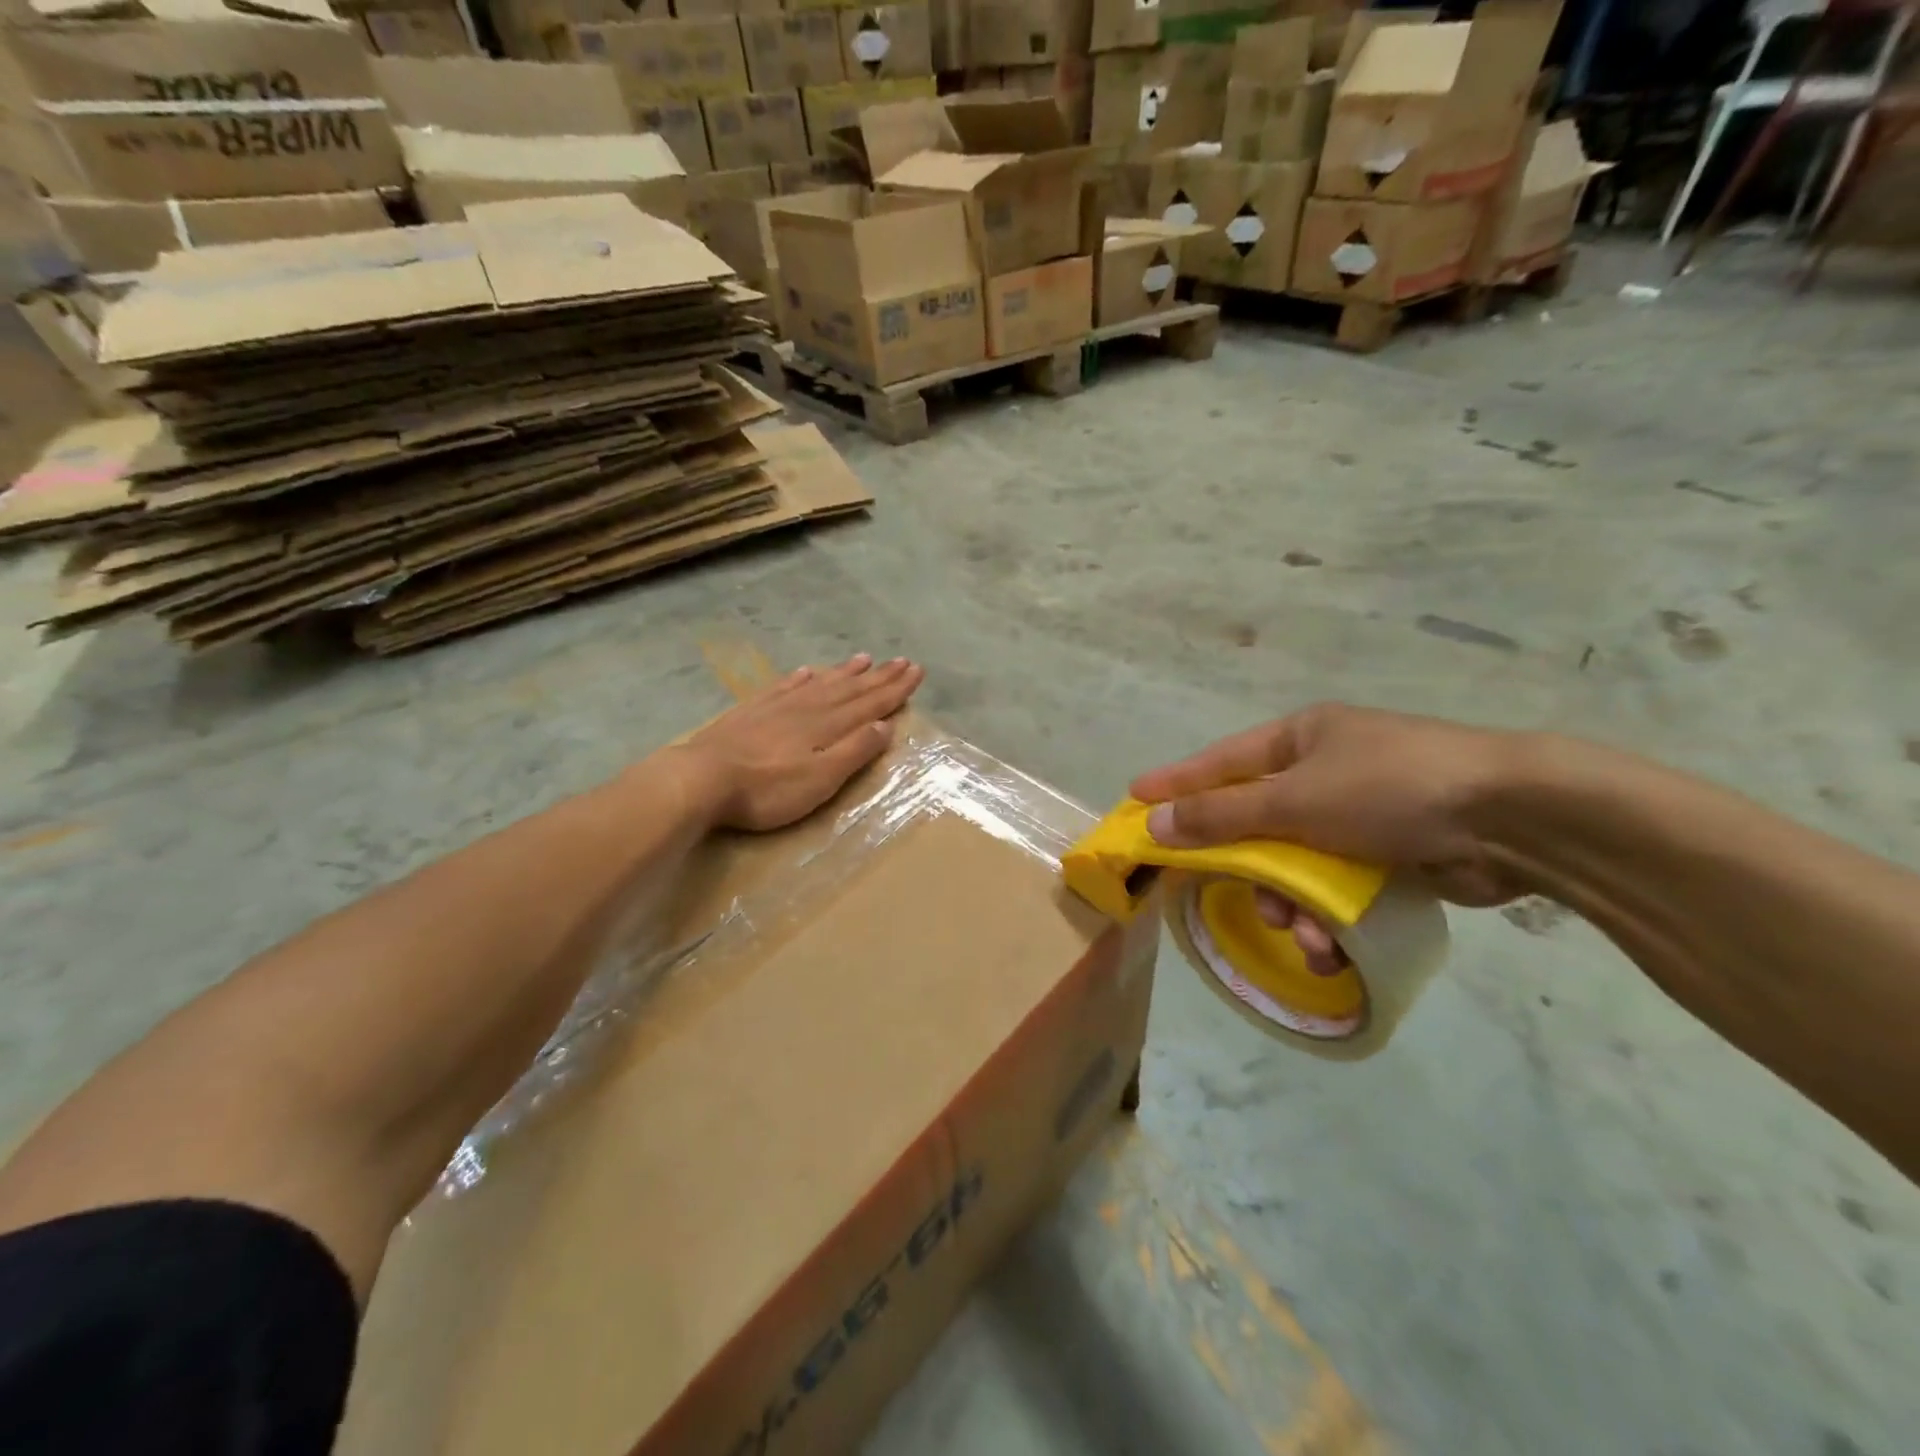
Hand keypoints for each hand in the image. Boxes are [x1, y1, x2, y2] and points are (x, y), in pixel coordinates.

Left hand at [676, 653, 924, 831]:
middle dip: (879, 677)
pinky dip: (800, 679)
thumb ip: (854, 751)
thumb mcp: (821, 779)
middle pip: (850, 689)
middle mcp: (808, 709)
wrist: (702, 778)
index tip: (917, 672)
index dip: (895, 690)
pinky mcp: (751, 712)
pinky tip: (806, 672)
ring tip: (864, 659)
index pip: (871, 705)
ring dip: (845, 673)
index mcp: (829, 727)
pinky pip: (784, 687)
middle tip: (902, 661)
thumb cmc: (768, 789)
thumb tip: (885, 726)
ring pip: (820, 684)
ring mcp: (778, 707)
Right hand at [1131, 704, 1525, 918]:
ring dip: (1290, 902)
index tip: (1135, 800)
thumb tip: (1154, 823)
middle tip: (1225, 894)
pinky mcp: (1393, 853)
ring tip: (1301, 933)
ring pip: (1297, 863)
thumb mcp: (1294, 800)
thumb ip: (1221, 815)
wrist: (1514, 819)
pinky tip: (1329, 944)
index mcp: (1302, 738)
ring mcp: (1362, 811)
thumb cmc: (1389, 789)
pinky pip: (1336, 886)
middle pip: (1258, 820)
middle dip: (1246, 866)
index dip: (1176, 782)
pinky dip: (1327, 915)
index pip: (1221, 762)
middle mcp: (1327, 769)